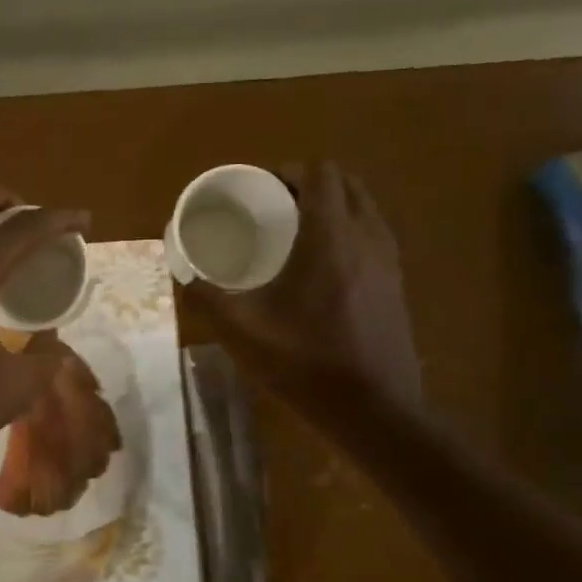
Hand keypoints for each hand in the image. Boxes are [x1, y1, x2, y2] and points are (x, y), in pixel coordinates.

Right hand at [188, 161, 420, 411]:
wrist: (376, 409)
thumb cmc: (308, 363)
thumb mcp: (243, 332)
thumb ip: (209, 298)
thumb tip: (185, 276)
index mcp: (331, 236)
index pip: (320, 173)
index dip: (289, 171)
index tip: (261, 189)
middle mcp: (367, 236)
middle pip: (345, 184)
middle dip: (309, 185)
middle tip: (274, 208)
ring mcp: (388, 260)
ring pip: (363, 209)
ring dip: (332, 208)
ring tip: (295, 234)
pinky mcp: (396, 284)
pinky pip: (371, 236)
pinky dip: (347, 233)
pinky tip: (321, 270)